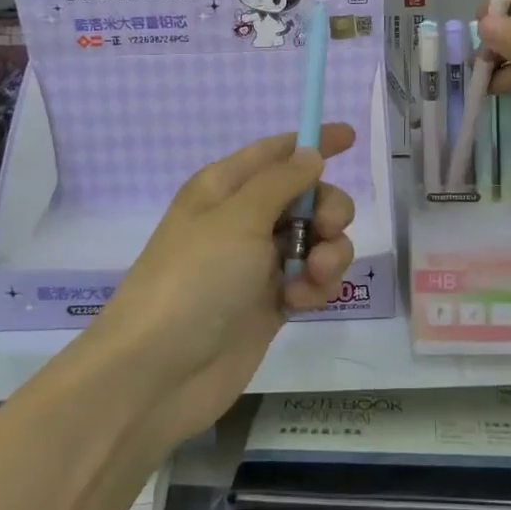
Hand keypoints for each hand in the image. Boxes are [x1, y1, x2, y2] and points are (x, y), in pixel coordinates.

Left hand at [88, 124, 355, 451]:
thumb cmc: (194, 280)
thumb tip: (310, 152)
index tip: (351, 136)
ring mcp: (258, 264)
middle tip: (326, 228)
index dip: (312, 142)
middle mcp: (243, 220)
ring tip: (314, 275)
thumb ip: (282, 181)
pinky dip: (316, 286)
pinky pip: (312, 279)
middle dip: (328, 208)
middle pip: (307, 197)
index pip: (276, 152)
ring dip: (329, 252)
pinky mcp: (272, 303)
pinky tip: (301, 303)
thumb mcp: (238, 219)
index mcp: (225, 188)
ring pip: (317, 240)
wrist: (159, 373)